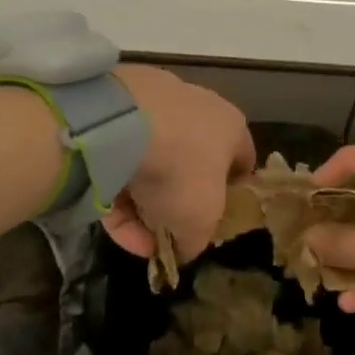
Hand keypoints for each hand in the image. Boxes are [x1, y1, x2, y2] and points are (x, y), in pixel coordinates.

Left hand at [101, 65, 254, 265]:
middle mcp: (198, 111)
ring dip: (144, 204)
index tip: (213, 224)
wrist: (122, 124)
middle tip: (166, 233)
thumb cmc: (182, 170)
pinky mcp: (115, 113)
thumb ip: (196, 241)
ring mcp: (154, 108)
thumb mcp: (201, 222)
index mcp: (231, 127)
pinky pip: (121, 160)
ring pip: (153, 164)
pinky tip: (113, 222)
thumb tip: (184, 247)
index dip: (230, 197)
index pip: (241, 162)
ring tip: (136, 238)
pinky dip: (119, 192)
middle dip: (178, 203)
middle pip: (192, 165)